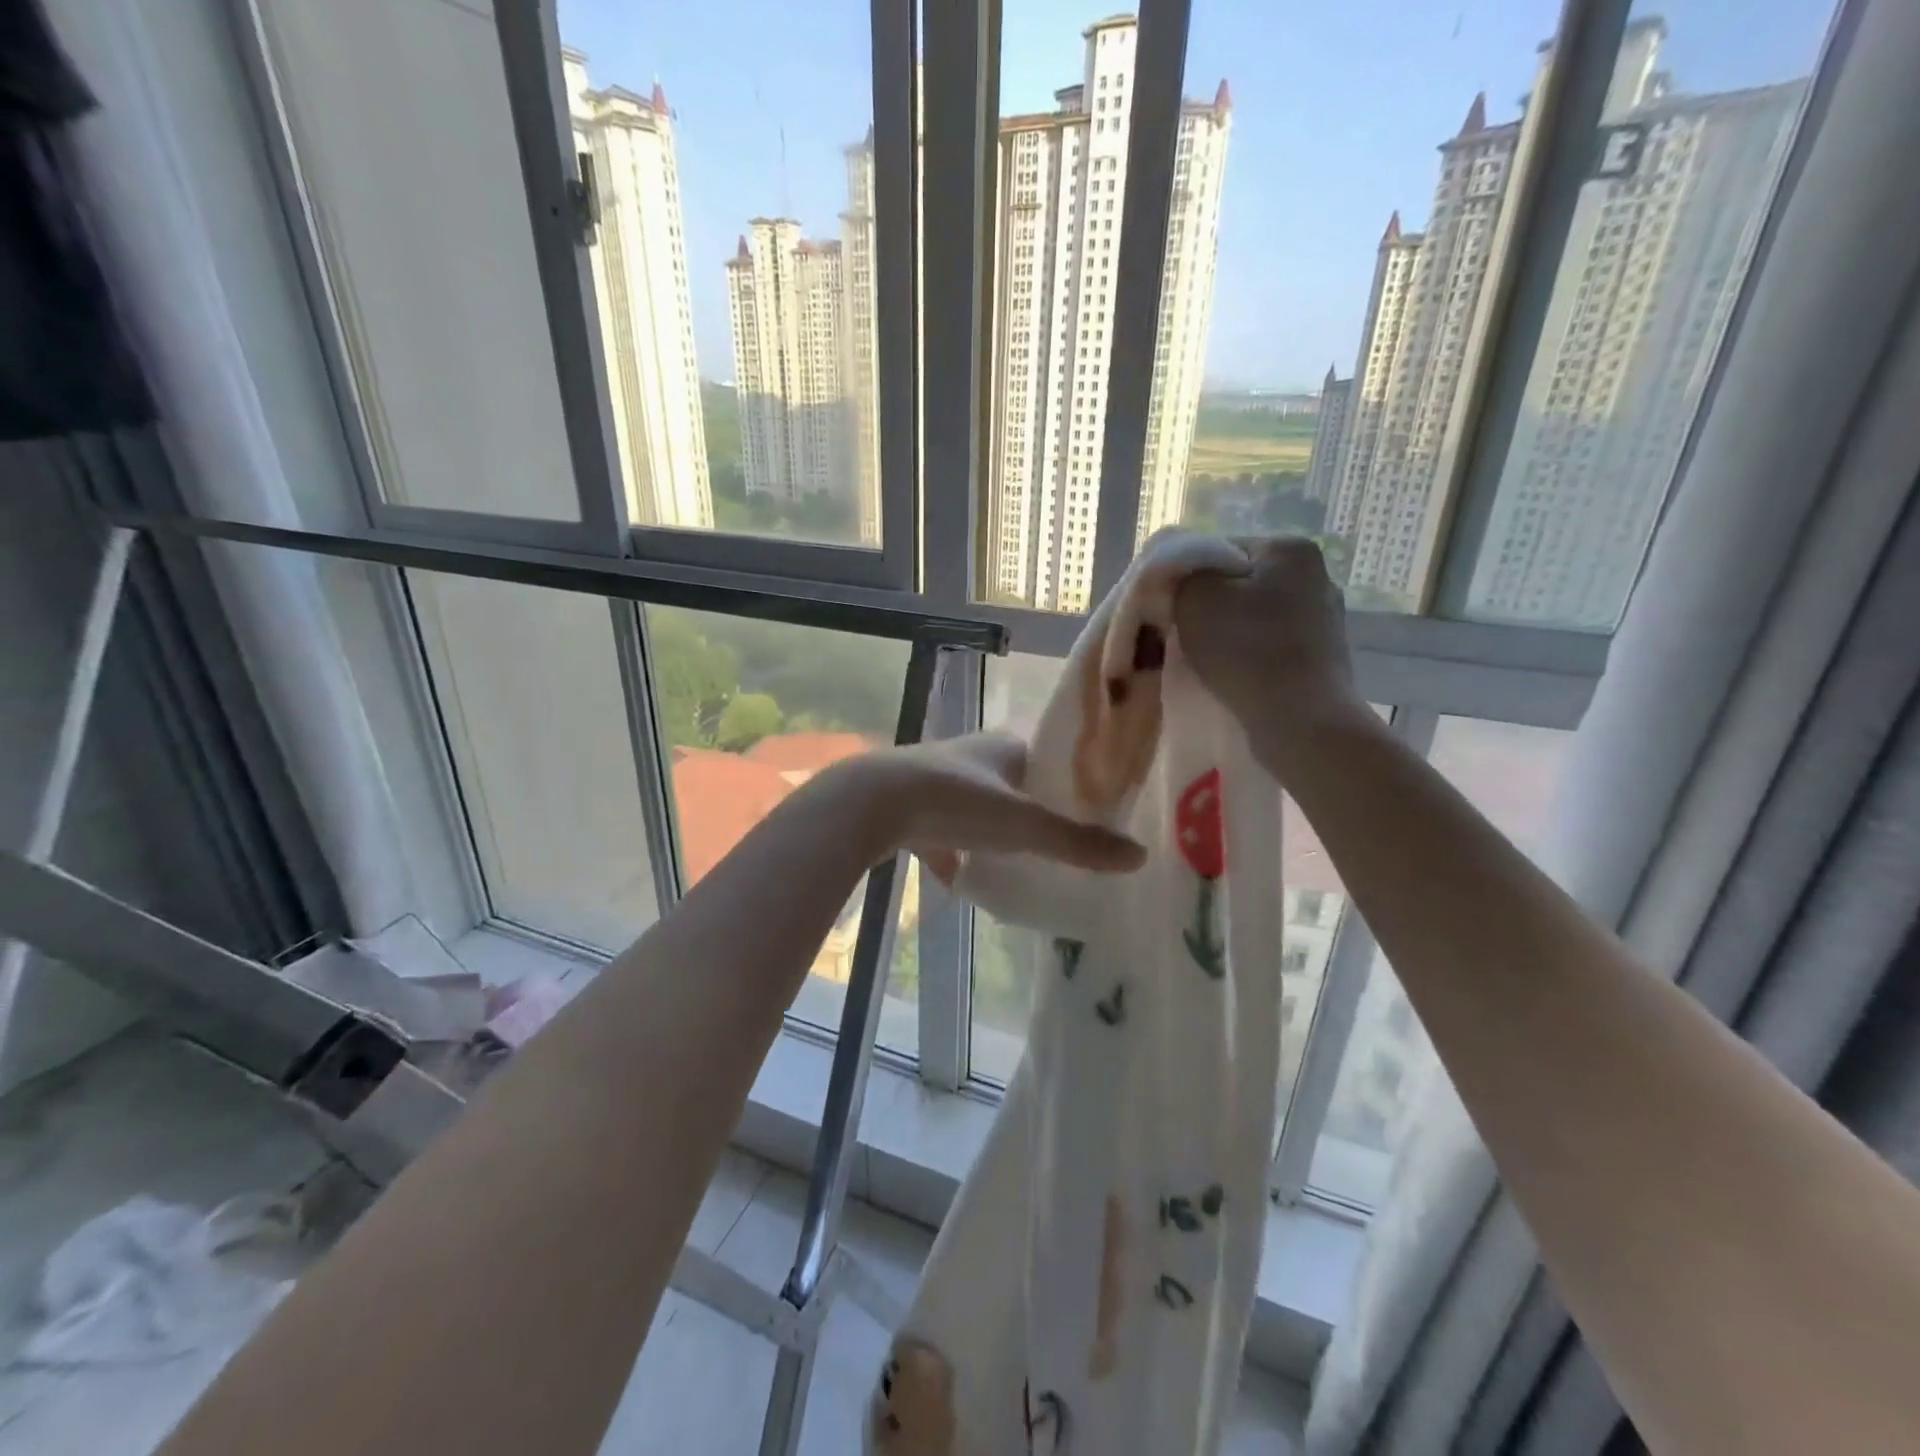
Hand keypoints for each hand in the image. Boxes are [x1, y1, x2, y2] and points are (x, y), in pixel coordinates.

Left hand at [824, 733, 1145, 880]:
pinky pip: (939, 831)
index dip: (1071, 779)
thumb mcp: (1024, 824)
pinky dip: (951, 852)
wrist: (871, 803)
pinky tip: (959, 878)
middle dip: (1033, 808)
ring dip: (992, 829)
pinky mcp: (908, 808)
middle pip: (1014, 783)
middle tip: (1060, 841)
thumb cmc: (956, 801)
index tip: (1093, 808)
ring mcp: (936, 781)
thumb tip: (1139, 856)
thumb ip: (1078, 842)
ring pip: (976, 806)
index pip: (1049, 755)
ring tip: (1017, 860)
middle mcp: (971, 757)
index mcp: (1004, 746)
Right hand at [1172, 536, 1369, 779]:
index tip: (1168, 610)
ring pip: (1255, 617)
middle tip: (1182, 637)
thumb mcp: (1194, 600)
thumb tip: (1181, 578)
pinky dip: (1250, 657)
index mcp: (1289, 549)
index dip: (1187, 580)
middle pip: (1240, 584)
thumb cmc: (1247, 651)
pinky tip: (1236, 676)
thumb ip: (1180, 577)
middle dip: (1210, 607)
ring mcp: (1326, 618)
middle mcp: (1317, 576)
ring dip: (1230, 634)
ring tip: (1208, 661)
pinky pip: (1272, 646)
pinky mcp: (1325, 658)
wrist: (1301, 721)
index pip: (1219, 550)